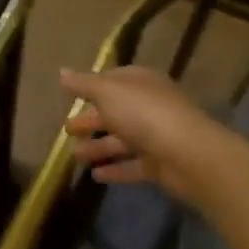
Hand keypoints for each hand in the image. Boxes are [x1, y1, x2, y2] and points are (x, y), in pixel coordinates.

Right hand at [59, 66, 229, 206]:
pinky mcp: (160, 164)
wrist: (187, 154)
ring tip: (74, 156)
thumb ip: (83, 84)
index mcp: (142, 83)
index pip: (115, 79)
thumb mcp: (107, 92)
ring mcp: (157, 136)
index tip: (71, 95)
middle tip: (66, 129)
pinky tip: (95, 176)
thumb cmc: (143, 113)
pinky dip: (115, 169)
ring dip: (98, 146)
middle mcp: (151, 106)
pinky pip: (132, 165)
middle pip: (116, 111)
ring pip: (123, 140)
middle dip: (91, 119)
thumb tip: (62, 72)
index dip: (93, 86)